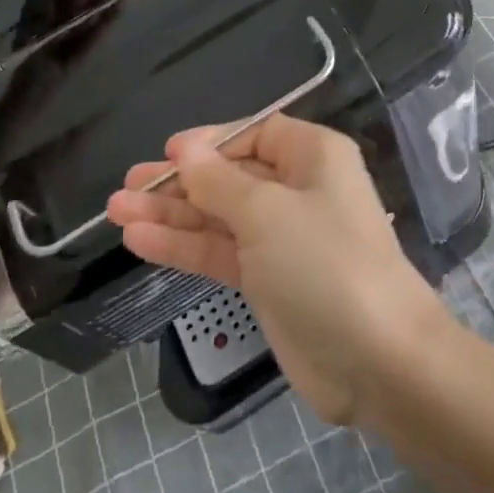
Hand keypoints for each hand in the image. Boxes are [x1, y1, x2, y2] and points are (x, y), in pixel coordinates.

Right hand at [106, 116, 448, 423]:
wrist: (377, 358)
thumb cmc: (324, 262)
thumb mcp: (267, 211)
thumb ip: (219, 181)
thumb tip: (187, 148)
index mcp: (313, 157)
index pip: (256, 134)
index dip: (211, 141)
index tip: (168, 153)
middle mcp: (299, 190)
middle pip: (231, 176)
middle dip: (180, 182)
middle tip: (125, 187)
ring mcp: (284, 239)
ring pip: (220, 216)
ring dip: (172, 215)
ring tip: (116, 212)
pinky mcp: (270, 281)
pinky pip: (222, 253)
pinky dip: (185, 247)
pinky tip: (140, 241)